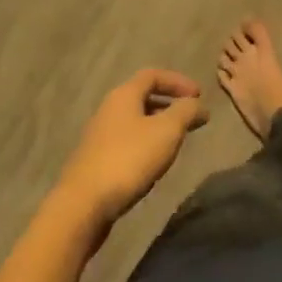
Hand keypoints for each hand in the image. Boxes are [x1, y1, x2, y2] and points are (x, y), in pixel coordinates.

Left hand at [54, 70, 206, 235]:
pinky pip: (126, 142)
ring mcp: (99, 137)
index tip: (199, 96)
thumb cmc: (128, 159)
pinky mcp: (95, 162)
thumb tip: (198, 104)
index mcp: (123, 95)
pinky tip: (153, 164)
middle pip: (142, 97)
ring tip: (176, 142)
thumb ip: (186, 111)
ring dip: (158, 126)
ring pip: (135, 121)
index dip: (178, 81)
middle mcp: (108, 110)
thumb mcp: (167, 131)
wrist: (82, 206)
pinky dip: (145, 144)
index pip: (153, 75)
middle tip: (190, 118)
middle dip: (169, 104)